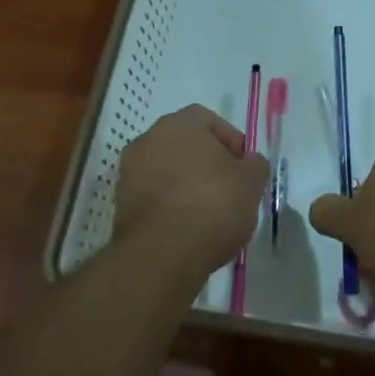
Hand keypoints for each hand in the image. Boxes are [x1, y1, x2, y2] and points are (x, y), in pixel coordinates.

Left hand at [114, 106, 269, 279]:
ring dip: (187, 185)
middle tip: (229, 188)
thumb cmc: (212, 205)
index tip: (244, 167)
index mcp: (179, 124)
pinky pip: (154, 197)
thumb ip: (254, 165)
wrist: (162, 255)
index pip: (208, 120)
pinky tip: (189, 228)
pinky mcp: (120, 206)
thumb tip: (249, 163)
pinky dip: (170, 206)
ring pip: (167, 171)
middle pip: (185, 145)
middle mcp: (148, 140)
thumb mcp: (251, 183)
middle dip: (207, 163)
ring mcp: (129, 173)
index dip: (230, 141)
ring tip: (209, 213)